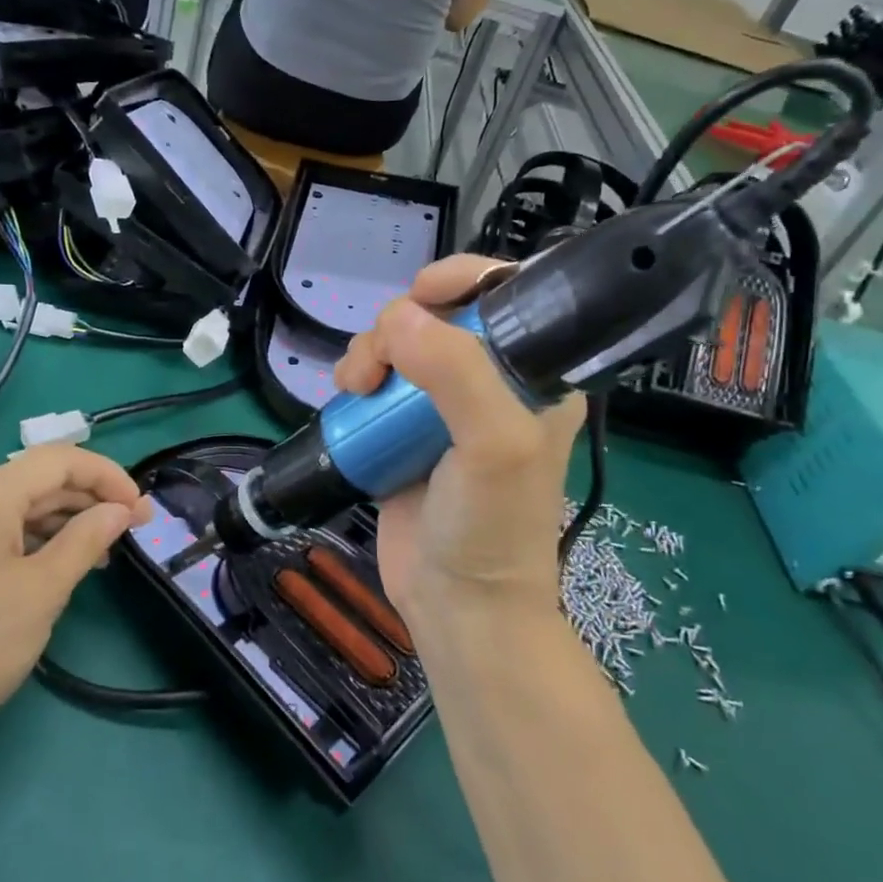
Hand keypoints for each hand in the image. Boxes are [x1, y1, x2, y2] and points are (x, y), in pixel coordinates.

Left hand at [0, 447, 151, 756]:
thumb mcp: (44, 589)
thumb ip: (87, 538)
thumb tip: (122, 509)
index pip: (59, 461)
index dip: (108, 477)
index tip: (142, 509)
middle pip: (38, 479)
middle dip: (90, 499)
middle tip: (133, 529)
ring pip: (19, 504)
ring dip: (66, 520)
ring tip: (103, 552)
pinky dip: (35, 538)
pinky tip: (61, 563)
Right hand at [333, 255, 584, 619]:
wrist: (458, 603)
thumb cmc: (493, 524)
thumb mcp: (494, 444)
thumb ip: (456, 373)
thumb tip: (398, 318)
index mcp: (534, 373)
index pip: (506, 294)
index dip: (464, 278)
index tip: (421, 292)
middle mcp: (490, 380)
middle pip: (438, 314)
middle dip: (399, 325)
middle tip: (377, 366)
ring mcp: (443, 405)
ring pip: (398, 344)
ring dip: (369, 352)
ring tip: (355, 388)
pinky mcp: (403, 428)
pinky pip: (377, 379)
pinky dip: (358, 377)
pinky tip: (348, 397)